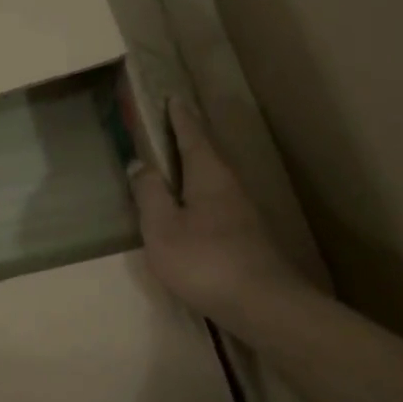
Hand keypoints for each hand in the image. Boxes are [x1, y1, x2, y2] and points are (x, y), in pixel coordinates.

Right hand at [129, 99, 306, 329]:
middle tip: (171, 125)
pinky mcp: (247, 236)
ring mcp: (243, 211)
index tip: (171, 98)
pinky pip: (218, 201)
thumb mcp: (162, 227)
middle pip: (208, 153)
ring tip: (176, 165)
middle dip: (190, 138)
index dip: (179, 117)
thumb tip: (140, 163)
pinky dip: (201, 193)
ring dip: (196, 166)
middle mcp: (230, 185)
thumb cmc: (204, 259)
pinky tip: (193, 207)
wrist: (262, 303)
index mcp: (209, 174)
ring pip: (215, 178)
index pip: (192, 135)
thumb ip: (149, 193)